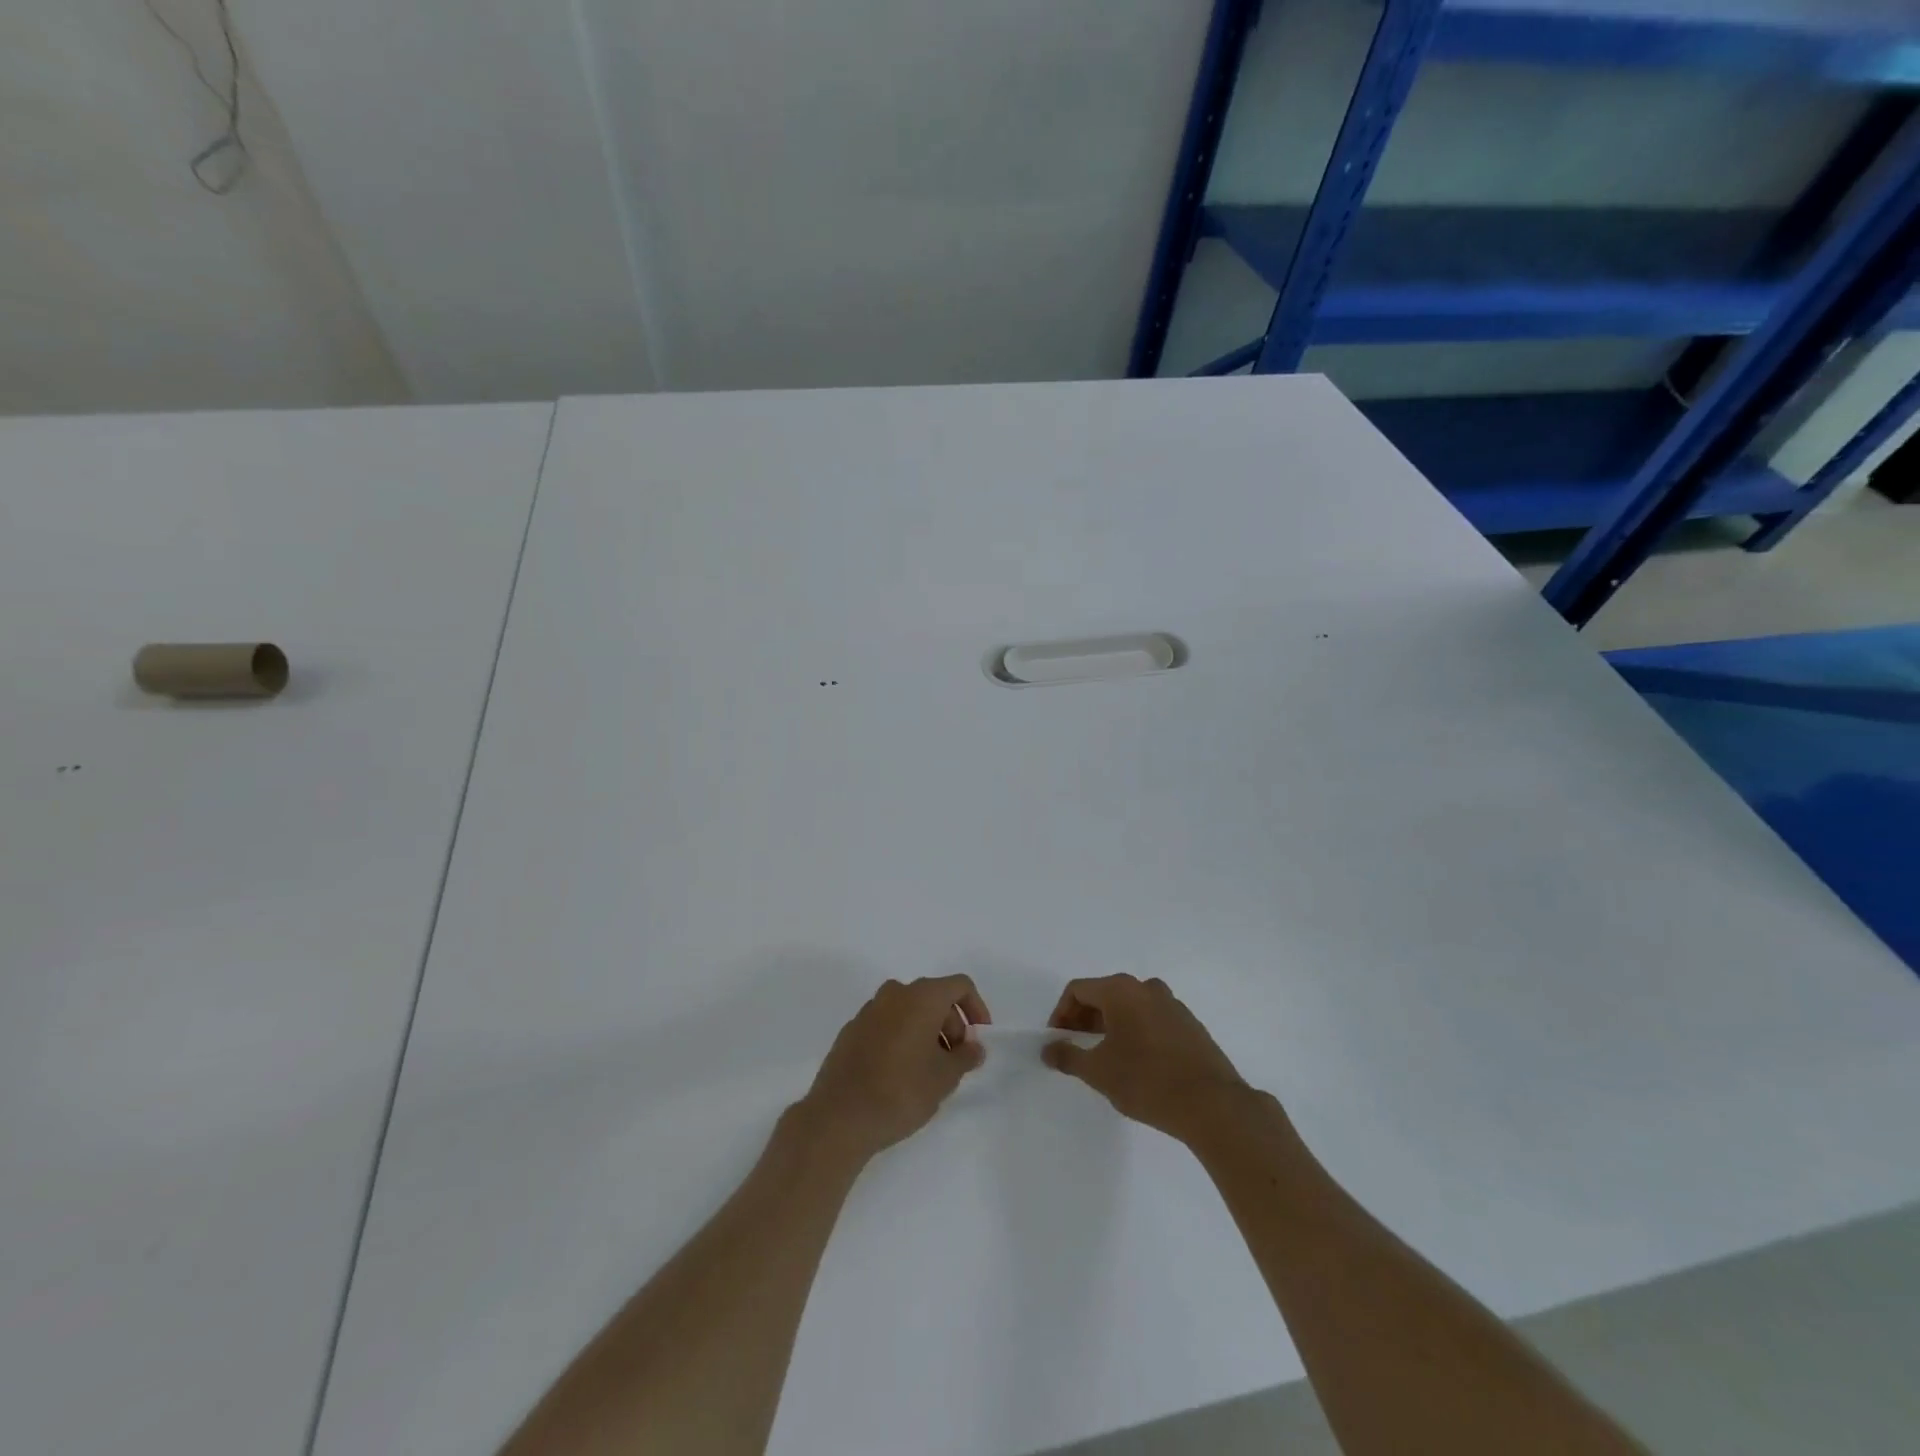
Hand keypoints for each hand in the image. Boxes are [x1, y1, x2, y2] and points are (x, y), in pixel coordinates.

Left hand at [795, 975, 991, 1164]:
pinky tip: (899, 1073)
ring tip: (929, 1070)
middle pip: (933, 997)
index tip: (979, 1038)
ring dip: (926, 1032)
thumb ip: (965, 1057)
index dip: (976, 1007)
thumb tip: (974, 1047)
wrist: (840, 1116)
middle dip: (951, 1024)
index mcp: (921, 997)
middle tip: (955, 1061)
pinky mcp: (851, 1030)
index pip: (959, 985)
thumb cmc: (901, 1091)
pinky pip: (886, 1024)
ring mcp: (868, 1011)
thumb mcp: (944, 1078)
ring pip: (908, 1010)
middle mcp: (894, 994)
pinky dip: (901, 1038)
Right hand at [1043, 975, 1246, 1142]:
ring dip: (1110, 1026)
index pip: (1078, 990)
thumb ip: (1067, 1056)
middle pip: (1104, 994)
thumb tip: (1048, 1048)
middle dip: (1084, 1019)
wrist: (1212, 1105)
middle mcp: (1146, 988)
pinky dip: (1135, 1032)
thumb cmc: (1146, 1081)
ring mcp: (1172, 1004)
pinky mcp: (1190, 1025)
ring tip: (1105, 1057)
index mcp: (1121, 990)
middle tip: (1076, 1049)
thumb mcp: (1098, 1071)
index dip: (1061, 1013)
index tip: (1057, 1041)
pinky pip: (1151, 1019)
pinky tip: (1137, 1063)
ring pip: (1129, 1007)